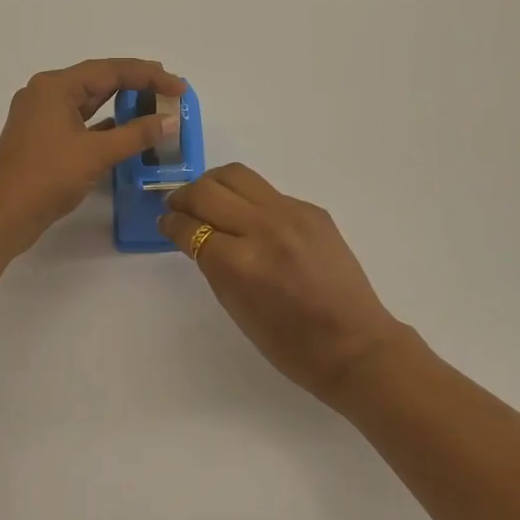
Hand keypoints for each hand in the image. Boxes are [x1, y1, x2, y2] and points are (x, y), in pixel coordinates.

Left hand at [0, 58, 187, 253]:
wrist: (1, 216)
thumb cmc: (47, 177)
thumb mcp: (97, 153)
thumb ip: (137, 134)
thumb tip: (171, 120)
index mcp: (55, 86)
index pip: (110, 70)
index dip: (149, 76)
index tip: (179, 86)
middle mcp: (46, 93)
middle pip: (99, 79)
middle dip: (135, 83)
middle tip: (170, 87)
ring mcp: (42, 115)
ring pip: (89, 100)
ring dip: (121, 102)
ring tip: (154, 103)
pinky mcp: (43, 137)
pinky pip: (80, 120)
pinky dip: (105, 123)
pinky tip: (127, 129)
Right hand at [160, 164, 409, 403]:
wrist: (354, 344)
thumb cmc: (289, 343)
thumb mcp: (235, 307)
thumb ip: (212, 264)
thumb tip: (194, 234)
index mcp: (238, 263)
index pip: (189, 227)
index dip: (170, 223)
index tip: (165, 223)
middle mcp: (262, 227)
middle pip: (207, 190)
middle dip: (184, 197)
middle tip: (180, 208)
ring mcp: (291, 213)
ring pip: (236, 176)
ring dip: (213, 185)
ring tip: (208, 201)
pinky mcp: (311, 209)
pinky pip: (267, 192)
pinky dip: (248, 200)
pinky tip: (250, 220)